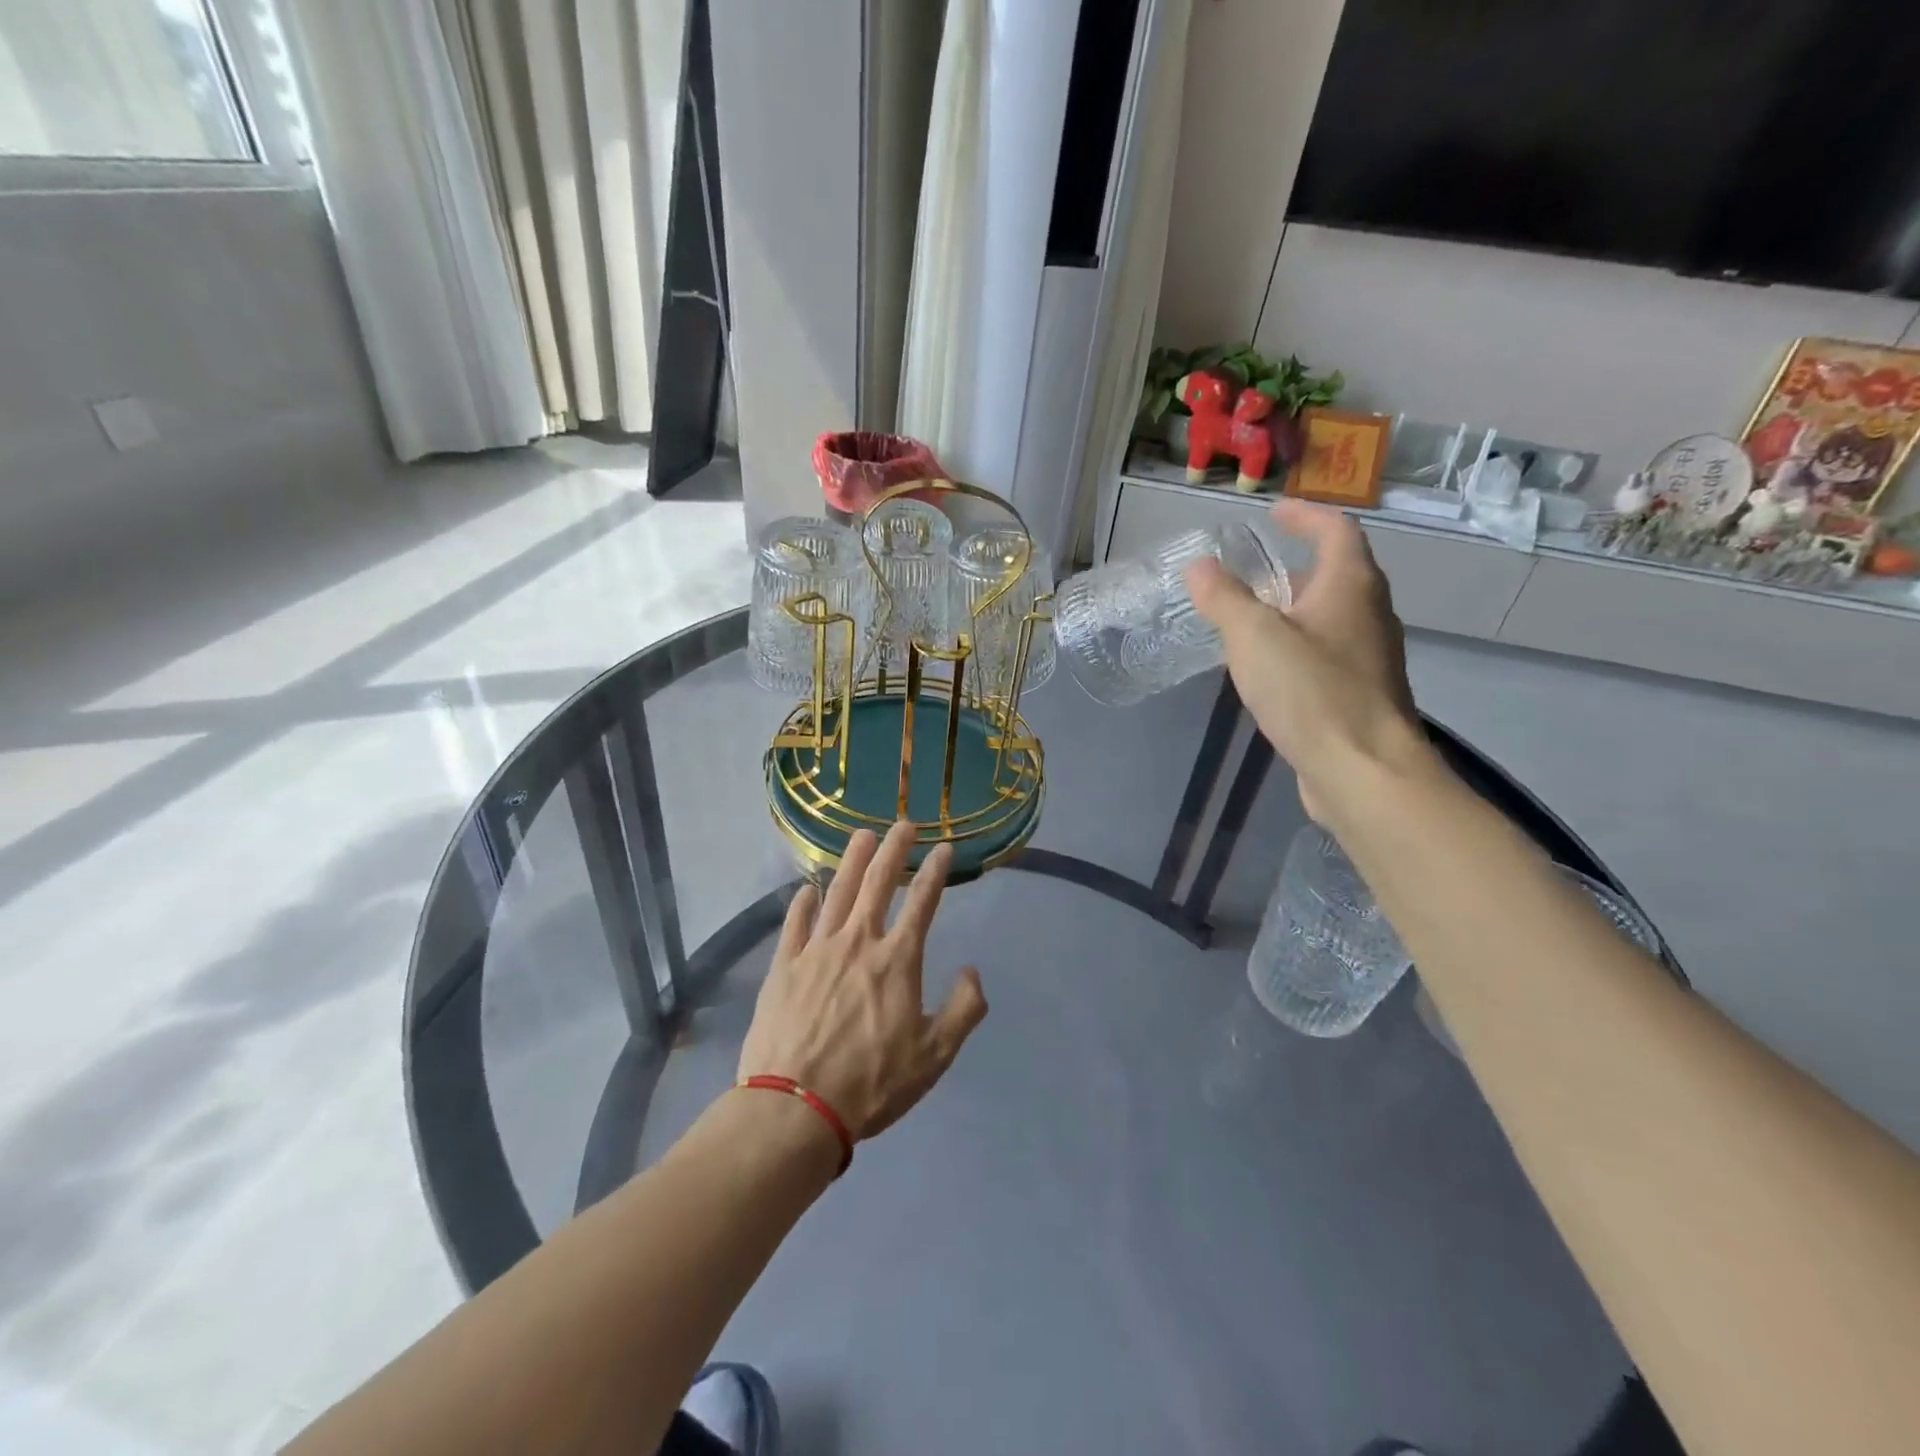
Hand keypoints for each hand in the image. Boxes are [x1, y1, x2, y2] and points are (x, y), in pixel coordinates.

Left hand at [739, 822, 987, 1140]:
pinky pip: (795, 924)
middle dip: (894, 849)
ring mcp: (816, 950)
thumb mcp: (934, 1057)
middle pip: (878, 883)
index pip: (922, 902)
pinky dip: (803, 903)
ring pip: (837, 892)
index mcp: (897, 960)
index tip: (943, 848)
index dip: (934, 871)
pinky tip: (807, 889)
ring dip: (851, 861)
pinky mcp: (783, 966)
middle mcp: (858, 942)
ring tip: (862, 835)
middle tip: (903, 824)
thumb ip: (963, 1010)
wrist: (795, 1109)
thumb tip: (972, 971)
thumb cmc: (871, 1084)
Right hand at [1185, 499, 1425, 822]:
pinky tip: (1269, 670)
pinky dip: (1298, 646)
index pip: (1335, 530)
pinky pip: (1326, 653)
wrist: (1363, 771)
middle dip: (1295, 566)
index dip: (1304, 515)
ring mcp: (1369, 657)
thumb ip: (1224, 598)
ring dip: (1295, 609)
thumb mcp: (1254, 637)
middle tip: (1252, 571)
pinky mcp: (1360, 694)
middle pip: (1336, 574)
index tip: (1273, 512)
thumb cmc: (1312, 692)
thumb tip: (1200, 566)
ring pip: (1331, 617)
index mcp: (1350, 586)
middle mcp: (1369, 614)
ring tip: (1252, 619)